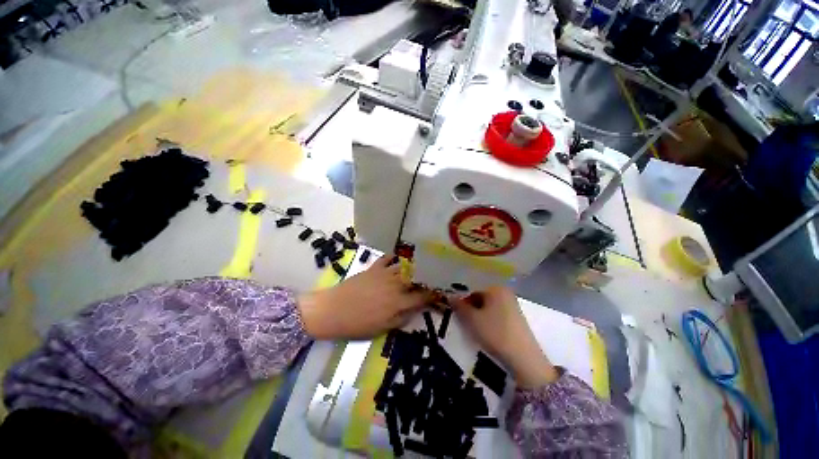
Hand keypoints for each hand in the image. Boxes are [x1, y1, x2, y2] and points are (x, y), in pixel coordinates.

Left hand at [298, 256, 428, 339]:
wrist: (332, 310)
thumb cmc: (357, 324)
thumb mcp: (381, 329)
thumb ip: (401, 319)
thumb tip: (415, 310)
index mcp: (399, 302)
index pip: (422, 296)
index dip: (433, 294)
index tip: (439, 293)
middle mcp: (396, 285)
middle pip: (416, 278)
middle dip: (427, 277)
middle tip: (432, 277)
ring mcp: (385, 274)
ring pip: (405, 266)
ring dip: (414, 265)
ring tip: (421, 265)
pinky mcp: (374, 268)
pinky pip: (387, 258)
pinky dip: (395, 257)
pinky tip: (399, 257)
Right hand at [451, 286, 558, 387]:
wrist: (524, 359)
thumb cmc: (495, 333)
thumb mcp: (472, 319)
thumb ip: (459, 306)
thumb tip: (450, 297)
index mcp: (496, 288)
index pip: (472, 288)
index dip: (461, 298)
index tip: (453, 309)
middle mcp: (505, 293)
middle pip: (480, 296)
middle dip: (469, 306)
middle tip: (460, 317)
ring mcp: (512, 305)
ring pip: (488, 305)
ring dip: (477, 313)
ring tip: (470, 325)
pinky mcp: (515, 318)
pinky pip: (496, 313)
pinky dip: (487, 318)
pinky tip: (484, 330)